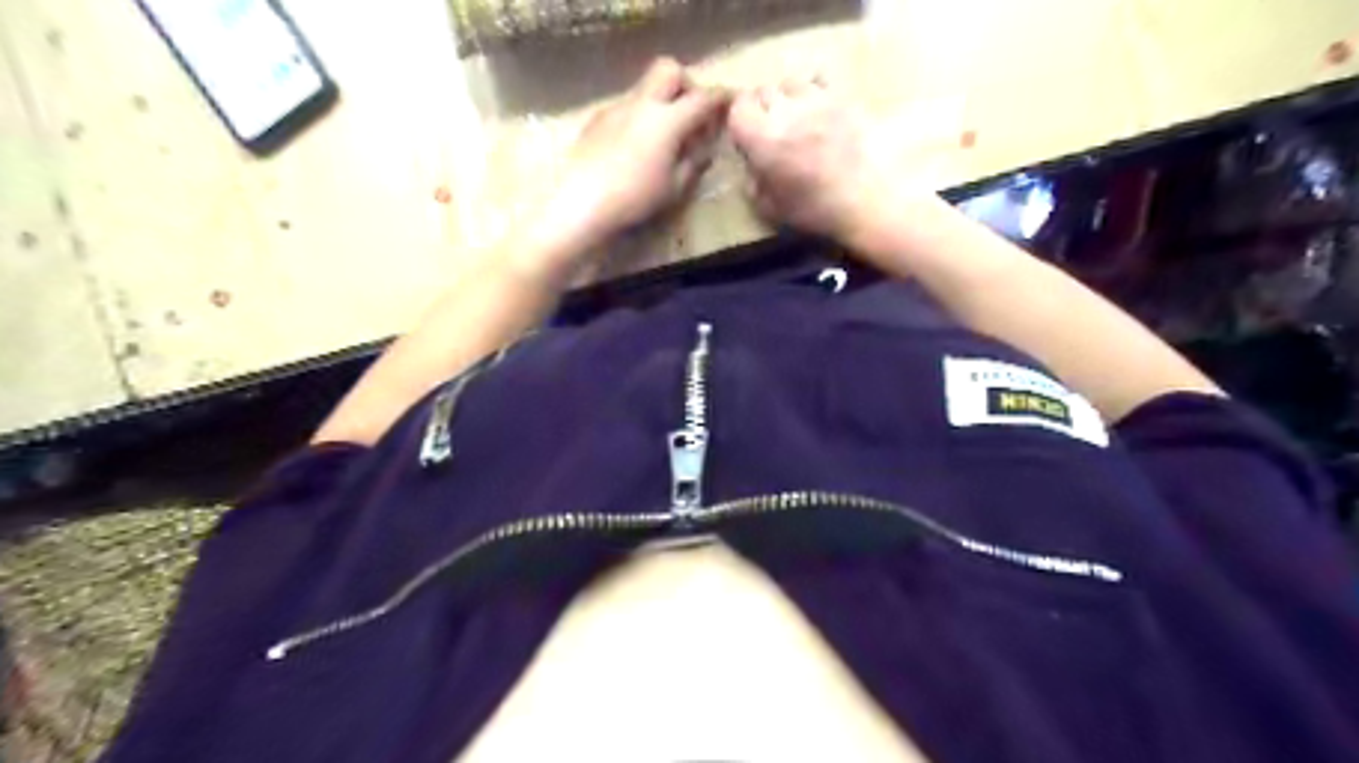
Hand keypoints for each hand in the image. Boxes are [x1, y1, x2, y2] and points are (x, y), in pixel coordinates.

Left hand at [544, 61, 728, 248]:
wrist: (579, 202)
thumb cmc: (634, 199)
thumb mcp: (673, 188)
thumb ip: (693, 164)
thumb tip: (704, 149)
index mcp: (667, 120)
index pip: (702, 98)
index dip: (720, 97)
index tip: (730, 101)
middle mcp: (642, 104)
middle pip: (669, 70)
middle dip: (686, 83)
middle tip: (691, 111)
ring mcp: (616, 108)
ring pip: (645, 88)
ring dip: (660, 101)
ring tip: (663, 136)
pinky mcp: (597, 120)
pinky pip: (626, 107)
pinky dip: (639, 117)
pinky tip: (635, 148)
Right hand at [728, 75, 941, 243]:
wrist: (870, 201)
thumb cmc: (817, 211)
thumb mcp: (772, 210)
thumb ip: (754, 185)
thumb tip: (752, 169)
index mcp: (764, 140)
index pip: (739, 109)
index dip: (739, 120)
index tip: (745, 137)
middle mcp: (787, 112)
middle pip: (763, 91)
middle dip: (761, 107)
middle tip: (768, 128)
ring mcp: (818, 100)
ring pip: (791, 81)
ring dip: (787, 96)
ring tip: (794, 115)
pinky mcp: (844, 97)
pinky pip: (821, 78)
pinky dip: (814, 87)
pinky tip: (820, 106)